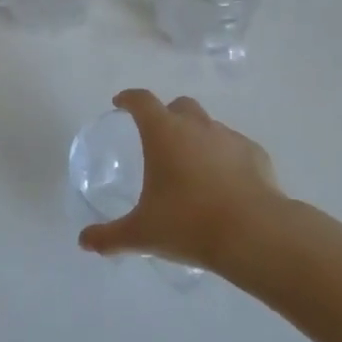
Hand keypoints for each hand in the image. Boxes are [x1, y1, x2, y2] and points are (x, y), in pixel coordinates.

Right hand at [78, 90, 283, 269]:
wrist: (254, 233)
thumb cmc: (188, 224)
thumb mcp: (141, 234)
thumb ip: (109, 236)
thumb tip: (85, 241)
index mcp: (164, 133)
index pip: (142, 101)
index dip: (129, 99)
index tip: (121, 103)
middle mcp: (197, 126)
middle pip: (179, 106)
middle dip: (167, 115)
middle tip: (158, 138)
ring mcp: (230, 137)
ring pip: (209, 126)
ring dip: (197, 137)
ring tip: (192, 167)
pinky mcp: (256, 154)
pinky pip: (234, 148)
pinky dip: (225, 158)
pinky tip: (224, 183)